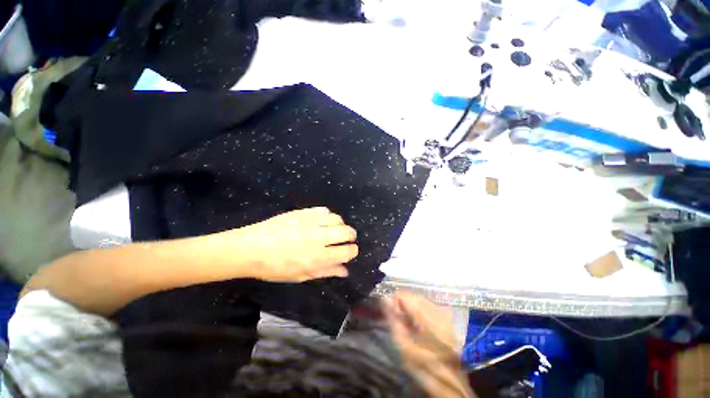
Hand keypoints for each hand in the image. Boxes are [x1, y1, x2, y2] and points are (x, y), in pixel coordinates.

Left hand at [230, 207, 358, 281]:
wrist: (250, 248)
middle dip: (351, 236)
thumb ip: (325, 272)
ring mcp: (311, 222)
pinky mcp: (303, 212)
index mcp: (318, 257)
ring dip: (339, 225)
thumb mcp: (301, 275)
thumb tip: (345, 271)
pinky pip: (324, 210)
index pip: (347, 251)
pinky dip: (328, 216)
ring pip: (337, 219)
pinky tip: (321, 221)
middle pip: (346, 232)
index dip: (352, 251)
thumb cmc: (275, 268)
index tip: (350, 251)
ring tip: (333, 230)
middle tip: (345, 240)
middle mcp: (318, 238)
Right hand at [384, 292, 472, 396]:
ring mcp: (444, 313)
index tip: (388, 309)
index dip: (394, 300)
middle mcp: (437, 310)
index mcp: (427, 318)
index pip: (406, 296)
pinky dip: (419, 309)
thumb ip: (394, 320)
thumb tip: (385, 299)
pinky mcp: (447, 317)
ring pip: (421, 300)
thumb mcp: (404, 347)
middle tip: (396, 317)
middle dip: (403, 303)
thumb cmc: (424, 367)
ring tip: (406, 320)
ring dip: (411, 305)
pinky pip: (429, 305)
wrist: (451, 383)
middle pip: (414, 296)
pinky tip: (417, 322)